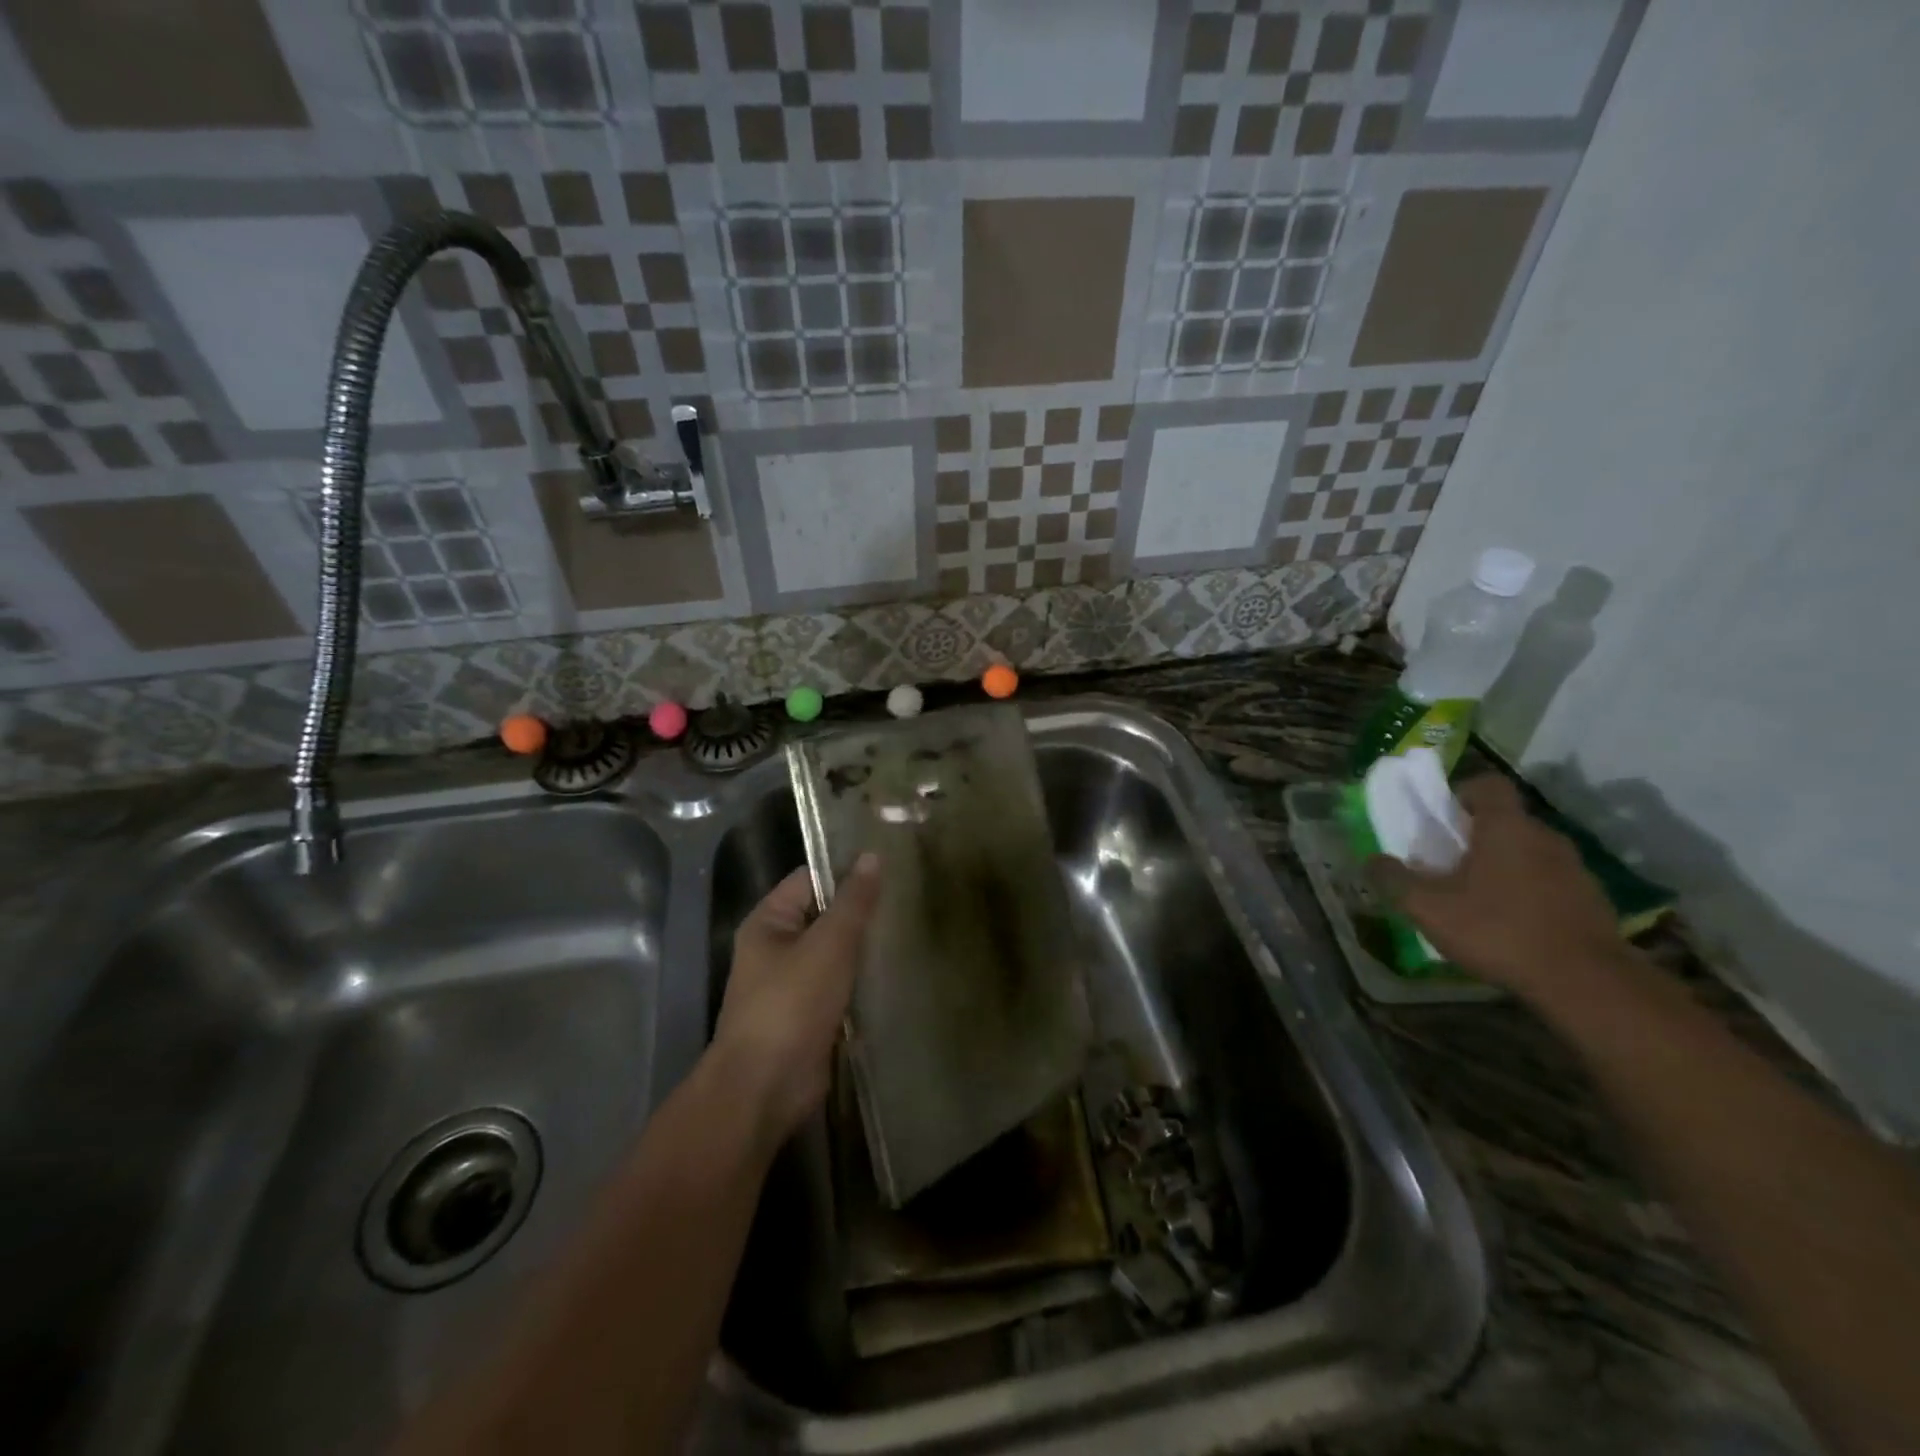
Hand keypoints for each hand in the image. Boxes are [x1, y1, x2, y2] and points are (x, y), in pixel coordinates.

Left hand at [711, 854, 880, 1146]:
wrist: (764, 1088)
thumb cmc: (791, 1004)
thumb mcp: (828, 944)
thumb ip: (853, 902)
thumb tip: (871, 855)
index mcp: (769, 922)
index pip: (810, 879)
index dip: (846, 871)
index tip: (890, 868)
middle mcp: (776, 949)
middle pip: (824, 917)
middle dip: (861, 913)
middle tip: (908, 900)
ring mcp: (791, 986)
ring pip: (835, 955)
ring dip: (864, 950)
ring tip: (910, 932)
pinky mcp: (809, 1018)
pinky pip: (839, 988)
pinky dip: (862, 983)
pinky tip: (896, 976)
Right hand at [1370, 774, 1622, 1004]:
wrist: (1588, 983)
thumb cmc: (1499, 930)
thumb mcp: (1429, 908)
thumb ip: (1394, 880)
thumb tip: (1371, 861)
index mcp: (1505, 827)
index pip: (1488, 784)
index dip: (1462, 793)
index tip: (1443, 817)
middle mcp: (1545, 837)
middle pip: (1507, 821)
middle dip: (1477, 836)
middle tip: (1449, 862)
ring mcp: (1575, 869)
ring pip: (1529, 853)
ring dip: (1504, 866)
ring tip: (1478, 898)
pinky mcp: (1593, 901)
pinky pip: (1551, 883)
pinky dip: (1529, 893)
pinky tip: (1512, 925)